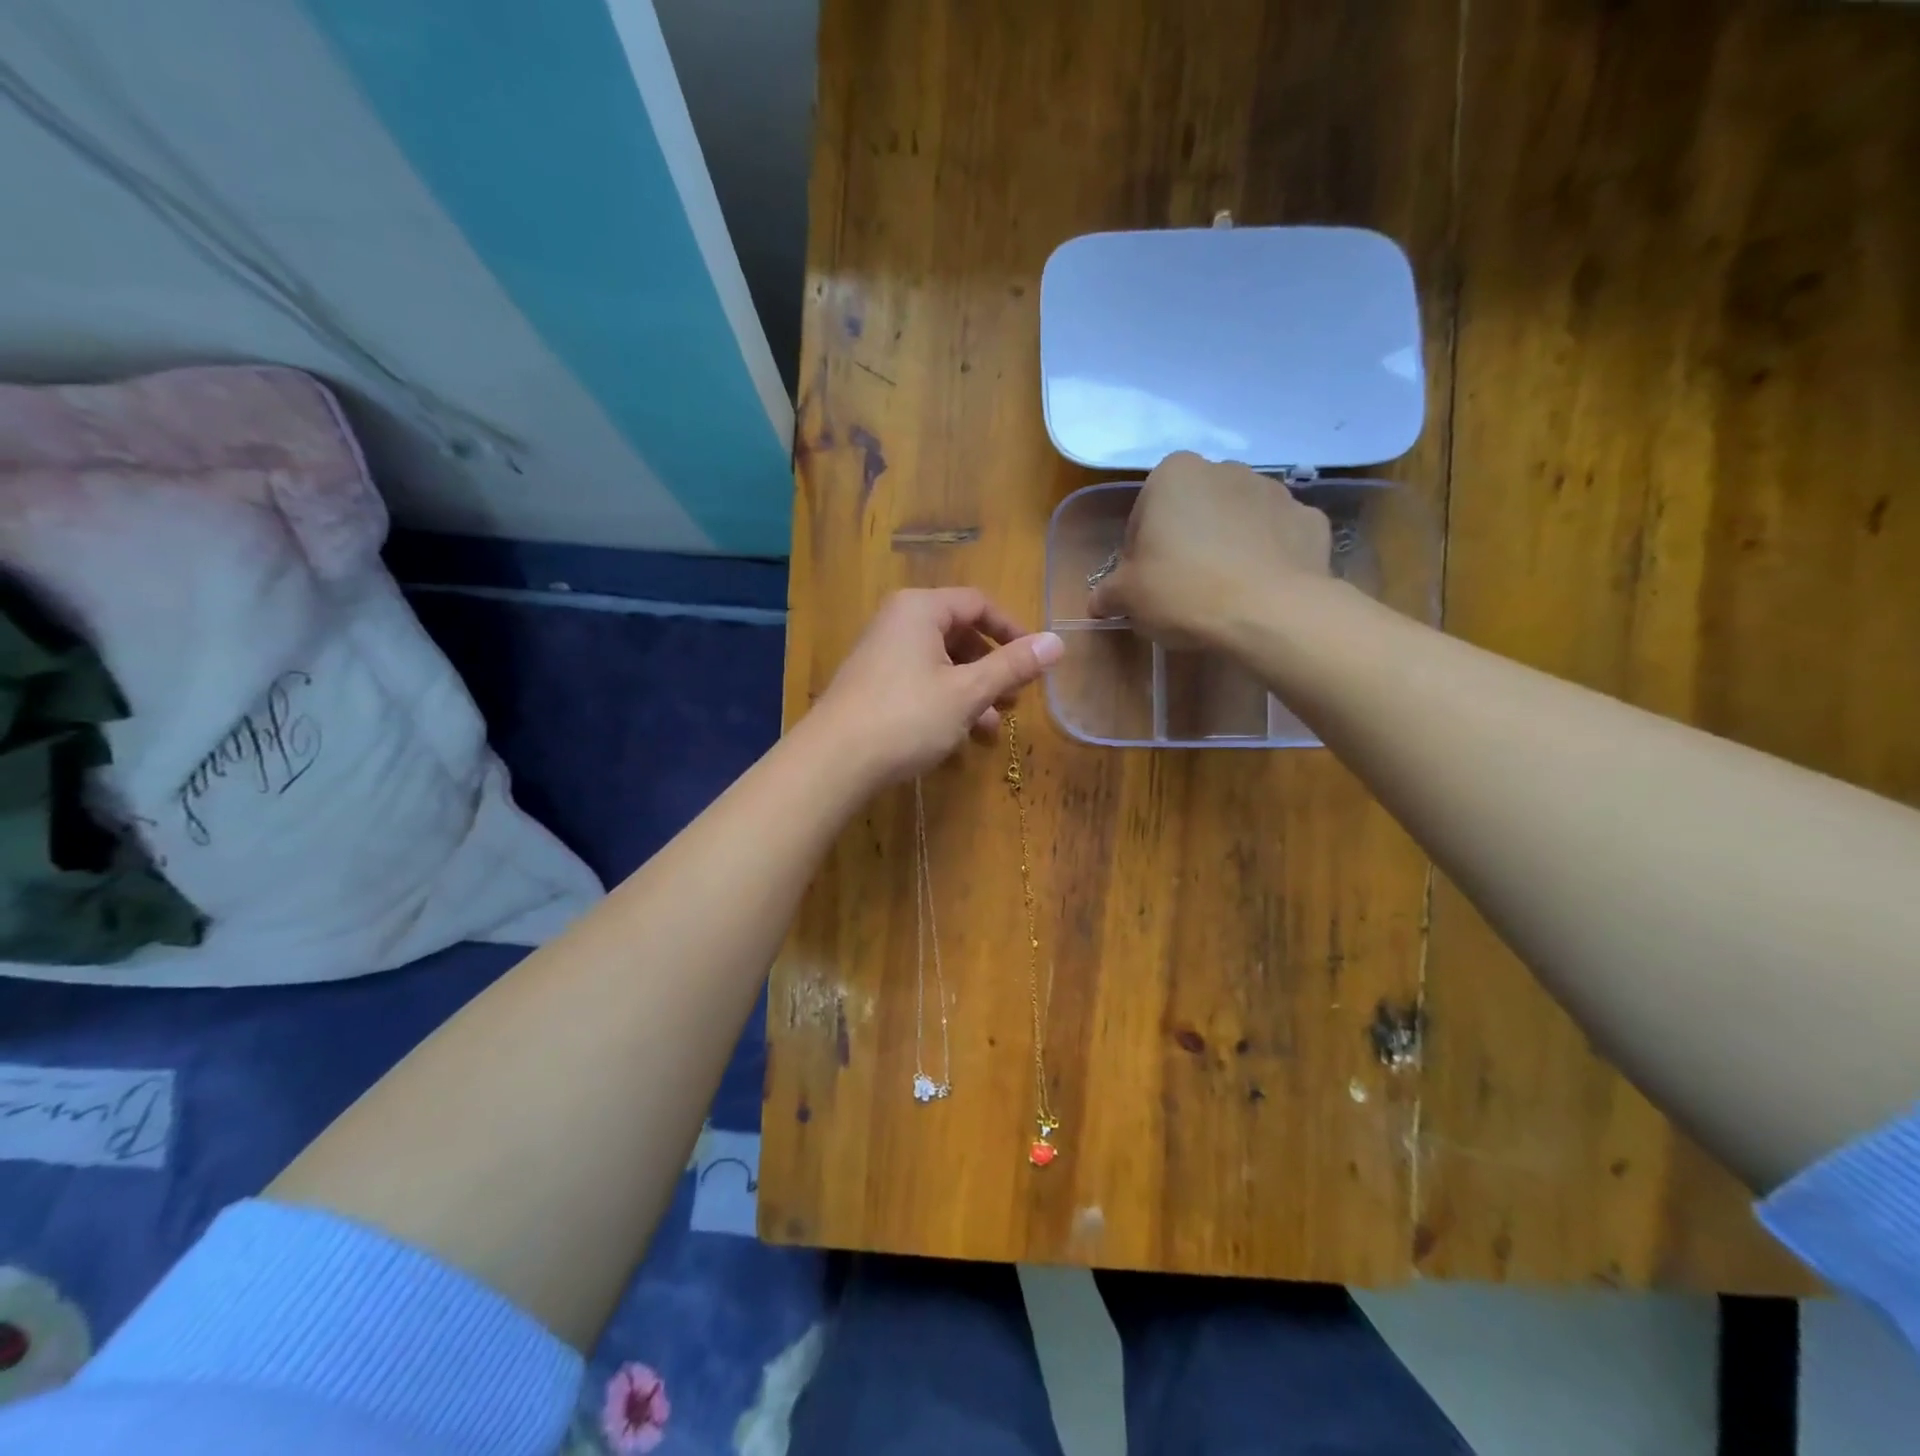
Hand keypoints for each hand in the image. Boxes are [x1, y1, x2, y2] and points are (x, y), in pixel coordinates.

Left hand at [812, 589, 1063, 785]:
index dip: (1012, 631)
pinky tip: (960, 738)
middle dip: (992, 668)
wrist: (834, 761)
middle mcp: (898, 622)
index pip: (978, 604)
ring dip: (972, 692)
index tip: (1035, 662)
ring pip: (941, 664)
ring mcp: (881, 655)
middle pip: (959, 634)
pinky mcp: (872, 685)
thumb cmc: (907, 716)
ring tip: (992, 727)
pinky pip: (920, 683)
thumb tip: (1058, 642)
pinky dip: (945, 702)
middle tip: (1014, 700)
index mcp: (920, 609)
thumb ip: (1013, 666)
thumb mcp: (968, 691)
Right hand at [1087, 452, 1335, 648]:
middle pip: (1193, 511)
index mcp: (1174, 475)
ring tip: (1222, 594)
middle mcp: (1226, 470)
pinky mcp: (1310, 521)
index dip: (1139, 551)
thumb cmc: (1184, 592)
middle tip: (1180, 589)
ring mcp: (1275, 491)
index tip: (1145, 583)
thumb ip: (1108, 593)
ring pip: (1237, 521)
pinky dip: (1267, 558)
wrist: (1271, 613)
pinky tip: (1257, 591)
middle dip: (1185, 542)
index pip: (1144, 513)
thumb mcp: (1128, 598)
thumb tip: (1099, 601)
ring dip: (1226, 546)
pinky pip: (1277, 538)